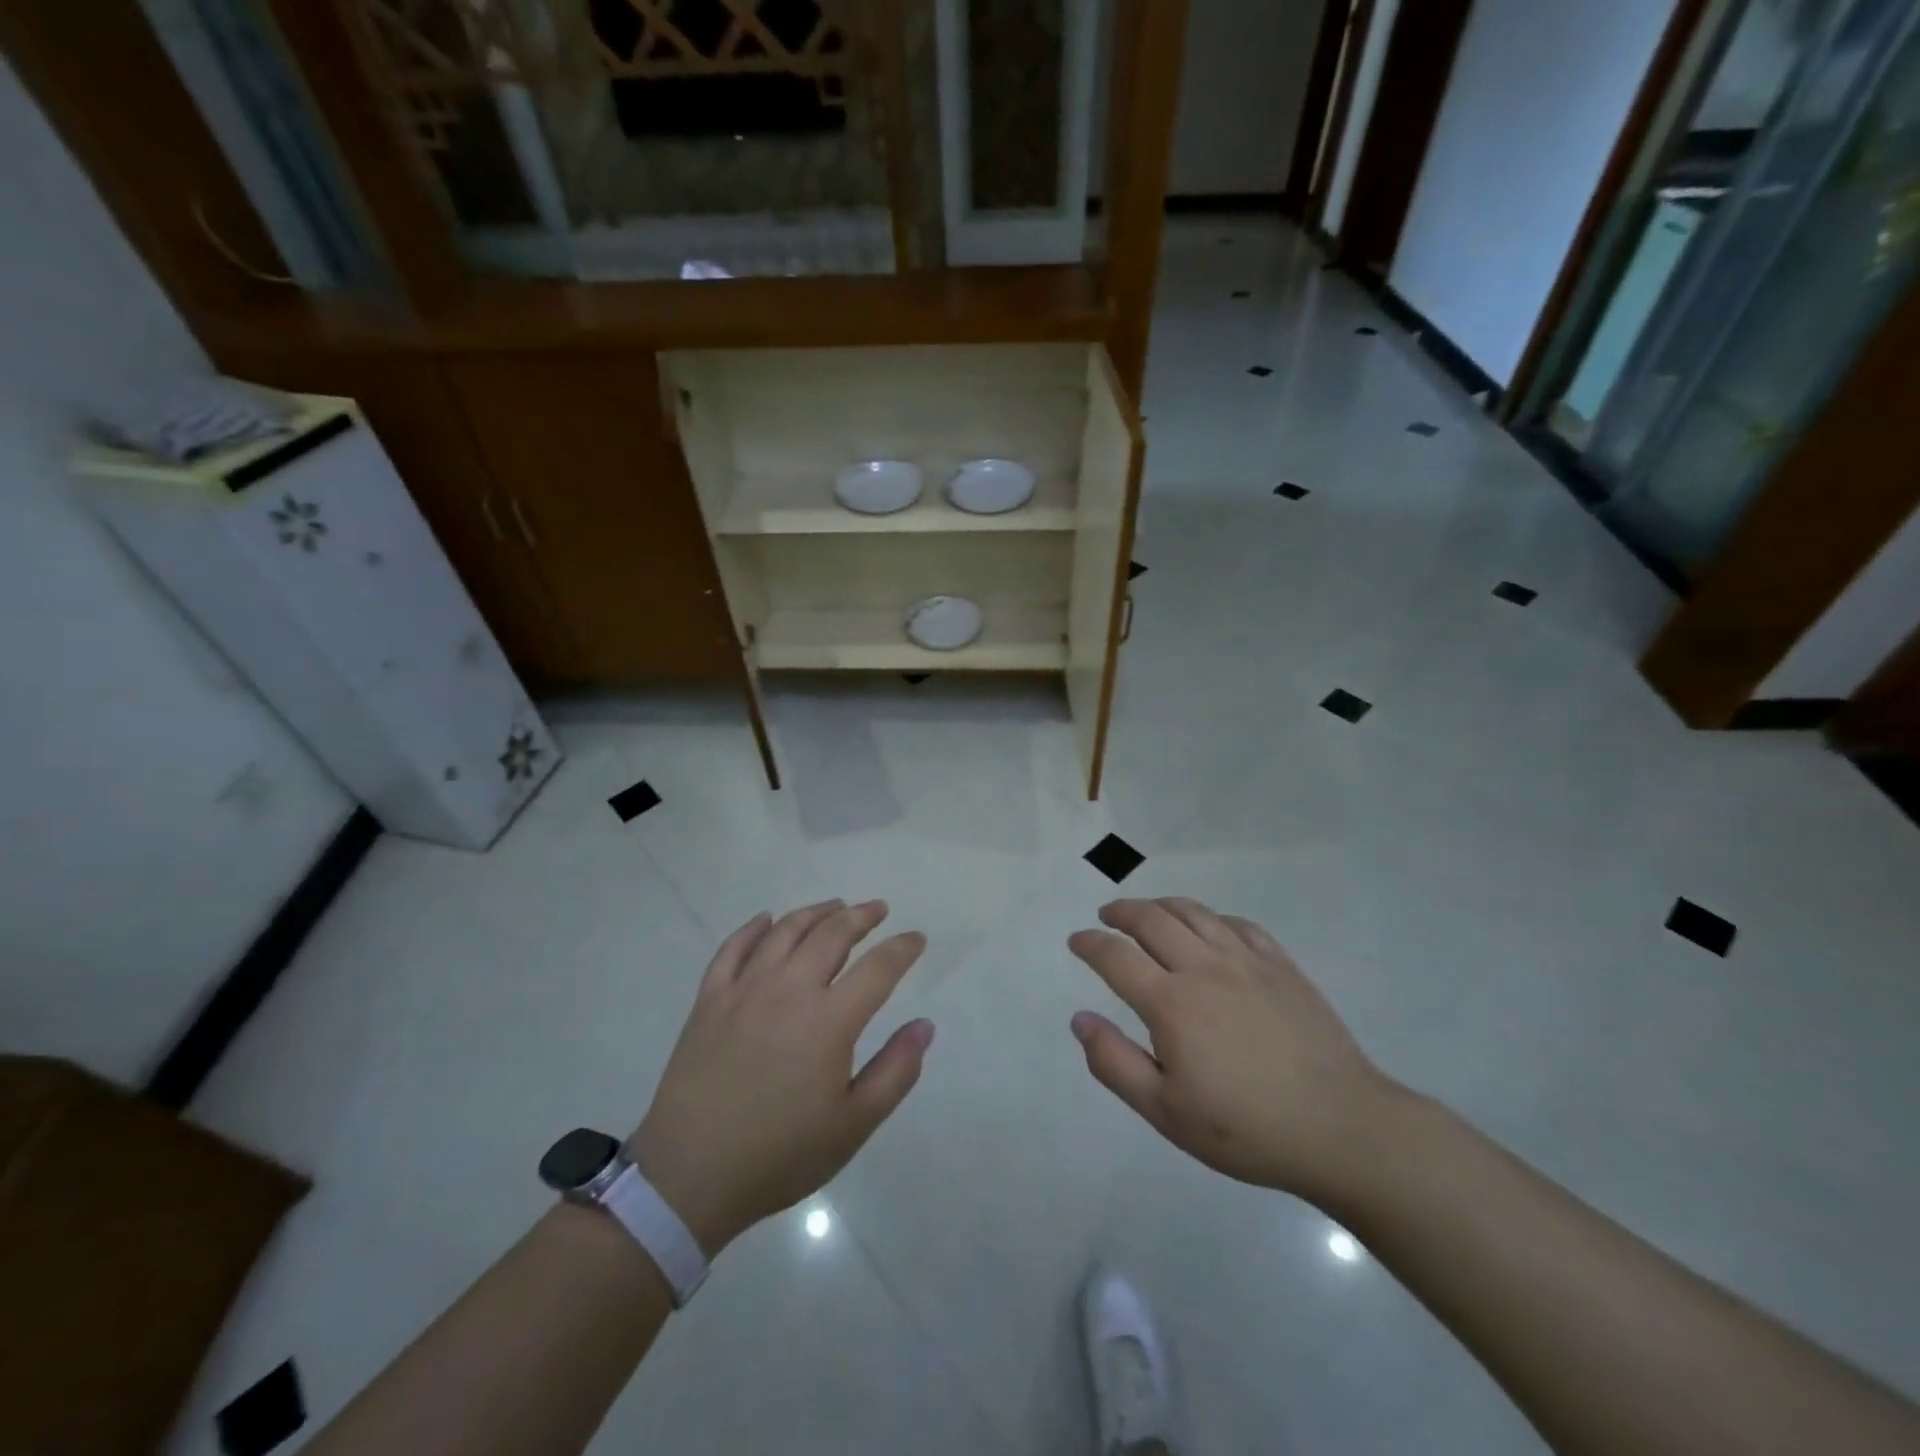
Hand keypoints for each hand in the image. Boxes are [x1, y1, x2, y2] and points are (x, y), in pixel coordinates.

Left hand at [628, 900, 932, 1254]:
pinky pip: (733, 949)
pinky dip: (753, 928)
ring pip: (785, 932)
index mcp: (829, 1020)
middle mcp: (789, 989)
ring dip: (815, 913)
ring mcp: (744, 990)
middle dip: (860, 916)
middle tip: (877, 909)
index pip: (878, 968)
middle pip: (831, 935)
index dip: (902, 948)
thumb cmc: (780, 1154)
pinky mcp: (709, 1000)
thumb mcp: (853, 1125)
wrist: (689, 1176)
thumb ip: (895, 1071)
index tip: (917, 938)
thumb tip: (925, 1026)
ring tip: (834, 906)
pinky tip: (766, 920)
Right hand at [1068, 898, 1396, 1204]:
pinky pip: (1239, 924)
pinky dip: (1212, 918)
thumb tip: (1080, 1019)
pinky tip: (1210, 928)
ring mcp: (1247, 961)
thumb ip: (1115, 1063)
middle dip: (1121, 912)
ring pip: (1194, 913)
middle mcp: (1204, 967)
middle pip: (1152, 919)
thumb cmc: (1246, 1128)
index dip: (1090, 943)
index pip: (1116, 956)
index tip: (1076, 940)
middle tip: (1107, 916)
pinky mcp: (1282, 966)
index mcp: (1171, 1002)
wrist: (1342, 1128)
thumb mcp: (1166, 1111)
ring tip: (1148, 912)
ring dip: (1162, 905)